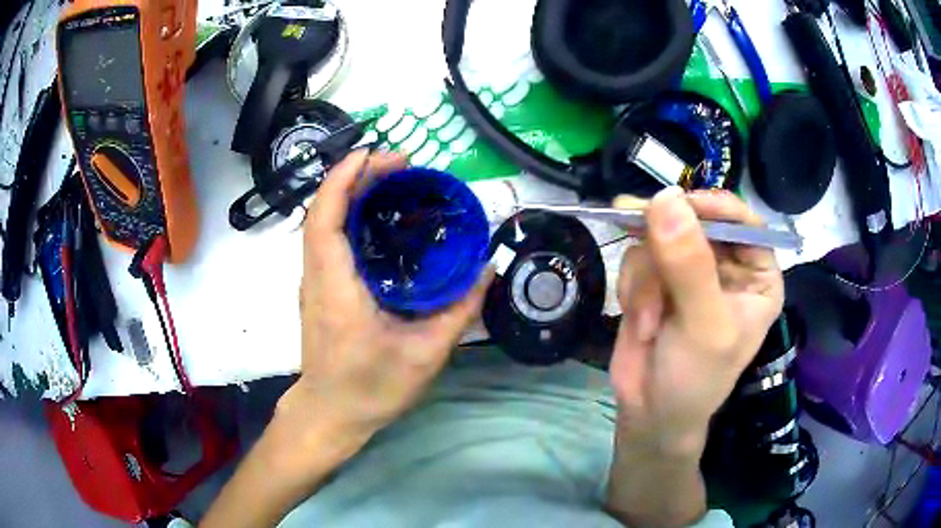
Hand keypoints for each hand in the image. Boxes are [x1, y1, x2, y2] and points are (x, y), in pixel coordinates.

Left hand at [281, 150, 492, 456]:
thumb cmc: (369, 389)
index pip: (325, 219)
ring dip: (352, 191)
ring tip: (394, 179)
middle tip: (402, 163)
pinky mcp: (319, 287)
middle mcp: (316, 277)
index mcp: (335, 290)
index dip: (344, 179)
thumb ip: (458, 312)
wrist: (330, 413)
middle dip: (356, 175)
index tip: (377, 154)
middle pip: (323, 210)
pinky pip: (328, 237)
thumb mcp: (424, 356)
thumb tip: (486, 270)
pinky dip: (350, 213)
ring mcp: (313, 281)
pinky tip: (380, 215)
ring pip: (323, 221)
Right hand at [611, 187, 783, 456]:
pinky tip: (641, 321)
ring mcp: (688, 270)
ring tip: (650, 321)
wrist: (650, 414)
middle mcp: (726, 266)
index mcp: (756, 274)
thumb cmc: (695, 378)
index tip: (675, 203)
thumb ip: (689, 265)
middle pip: (695, 221)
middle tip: (632, 225)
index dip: (712, 207)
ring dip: (646, 279)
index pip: (743, 221)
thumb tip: (665, 197)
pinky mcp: (656, 279)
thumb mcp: (703, 325)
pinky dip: (632, 287)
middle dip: (665, 242)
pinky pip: (637, 258)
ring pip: (659, 238)